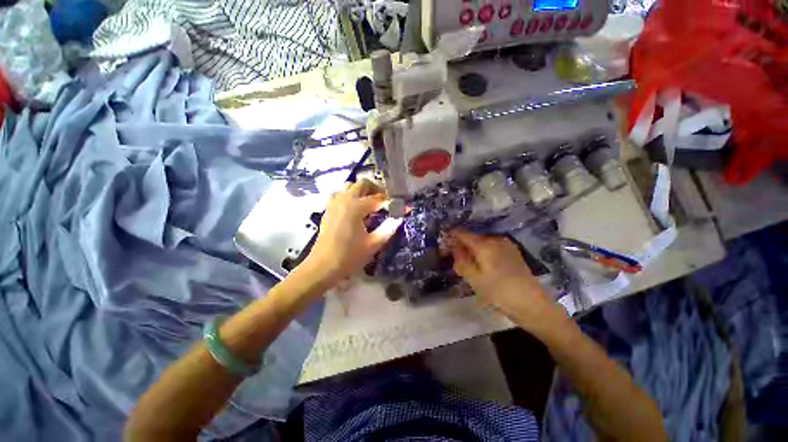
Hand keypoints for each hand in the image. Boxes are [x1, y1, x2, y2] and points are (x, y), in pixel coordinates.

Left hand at [301, 179, 401, 288]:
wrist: (323, 267)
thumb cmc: (349, 256)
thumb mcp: (373, 244)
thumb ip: (389, 228)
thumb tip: (400, 217)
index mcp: (356, 207)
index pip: (378, 198)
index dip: (391, 202)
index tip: (401, 207)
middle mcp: (344, 200)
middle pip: (362, 184)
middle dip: (376, 189)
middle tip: (385, 201)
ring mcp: (334, 203)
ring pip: (349, 187)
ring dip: (361, 191)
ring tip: (370, 204)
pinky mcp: (328, 210)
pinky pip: (339, 195)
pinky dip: (350, 196)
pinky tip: (355, 210)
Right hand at [448, 230, 568, 334]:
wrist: (532, 304)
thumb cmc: (499, 292)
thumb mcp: (474, 279)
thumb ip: (461, 262)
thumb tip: (455, 249)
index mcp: (484, 245)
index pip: (462, 234)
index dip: (451, 236)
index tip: (444, 243)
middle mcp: (495, 240)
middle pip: (473, 238)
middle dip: (462, 245)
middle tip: (456, 259)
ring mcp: (506, 245)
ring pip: (482, 243)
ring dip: (473, 249)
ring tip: (469, 264)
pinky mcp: (513, 252)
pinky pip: (492, 247)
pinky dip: (483, 252)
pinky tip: (483, 265)